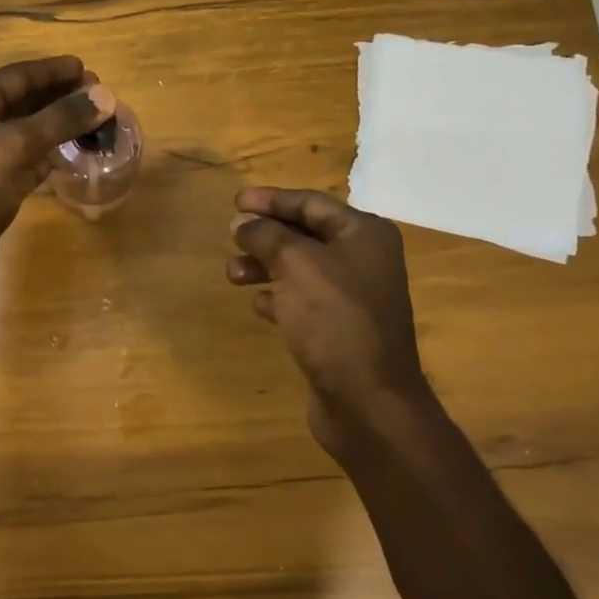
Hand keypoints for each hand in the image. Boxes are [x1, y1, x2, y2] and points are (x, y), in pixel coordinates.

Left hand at [0, 56, 114, 294]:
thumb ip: (61, 119)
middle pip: (23, 101)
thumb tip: (105, 96)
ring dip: (57, 126)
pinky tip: (71, 153)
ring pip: (26, 131)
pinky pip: (25, 160)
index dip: (54, 71)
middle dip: (59, 97)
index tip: (88, 69)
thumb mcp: (16, 145)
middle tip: (98, 97)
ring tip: (92, 121)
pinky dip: (48, 154)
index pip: (19, 75)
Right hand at [228, 187, 429, 452]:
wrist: (367, 398)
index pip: (312, 204)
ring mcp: (353, 296)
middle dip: (266, 234)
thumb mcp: (297, 265)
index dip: (272, 200)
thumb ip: (267, 236)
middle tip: (231, 236)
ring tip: (233, 275)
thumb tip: (242, 222)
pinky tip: (257, 304)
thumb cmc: (335, 320)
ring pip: (300, 269)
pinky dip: (278, 297)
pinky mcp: (339, 328)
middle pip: (306, 234)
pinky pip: (303, 301)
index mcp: (364, 234)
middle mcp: (364, 259)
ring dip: (265, 266)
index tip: (236, 201)